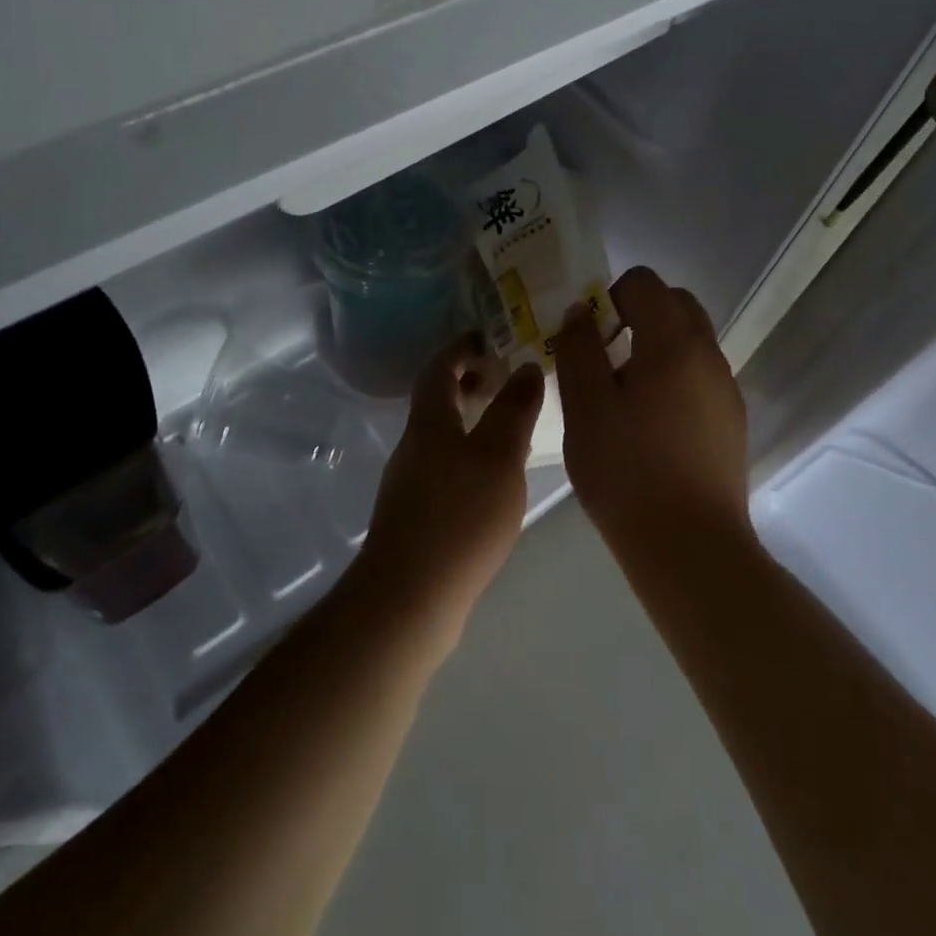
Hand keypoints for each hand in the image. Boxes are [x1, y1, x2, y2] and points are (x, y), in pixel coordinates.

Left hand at [356, 336, 545, 643]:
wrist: (410, 598)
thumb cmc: (459, 517)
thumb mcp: (499, 456)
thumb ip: (514, 409)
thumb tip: (526, 366)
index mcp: (429, 423)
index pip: (439, 368)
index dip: (461, 347)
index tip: (488, 337)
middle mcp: (413, 446)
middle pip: (436, 401)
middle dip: (467, 382)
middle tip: (503, 379)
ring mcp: (410, 483)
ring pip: (441, 435)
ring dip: (470, 420)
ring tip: (508, 426)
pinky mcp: (416, 516)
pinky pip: (444, 465)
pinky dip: (468, 453)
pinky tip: (493, 478)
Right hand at [553, 267, 748, 544]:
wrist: (690, 546)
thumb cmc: (626, 471)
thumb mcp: (585, 406)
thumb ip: (578, 348)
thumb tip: (580, 310)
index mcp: (673, 342)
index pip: (644, 282)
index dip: (610, 295)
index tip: (590, 336)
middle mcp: (709, 354)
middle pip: (675, 304)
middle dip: (637, 315)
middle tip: (604, 358)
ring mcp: (726, 388)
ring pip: (690, 341)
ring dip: (656, 347)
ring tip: (623, 396)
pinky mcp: (731, 420)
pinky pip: (699, 376)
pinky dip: (673, 377)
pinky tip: (651, 426)